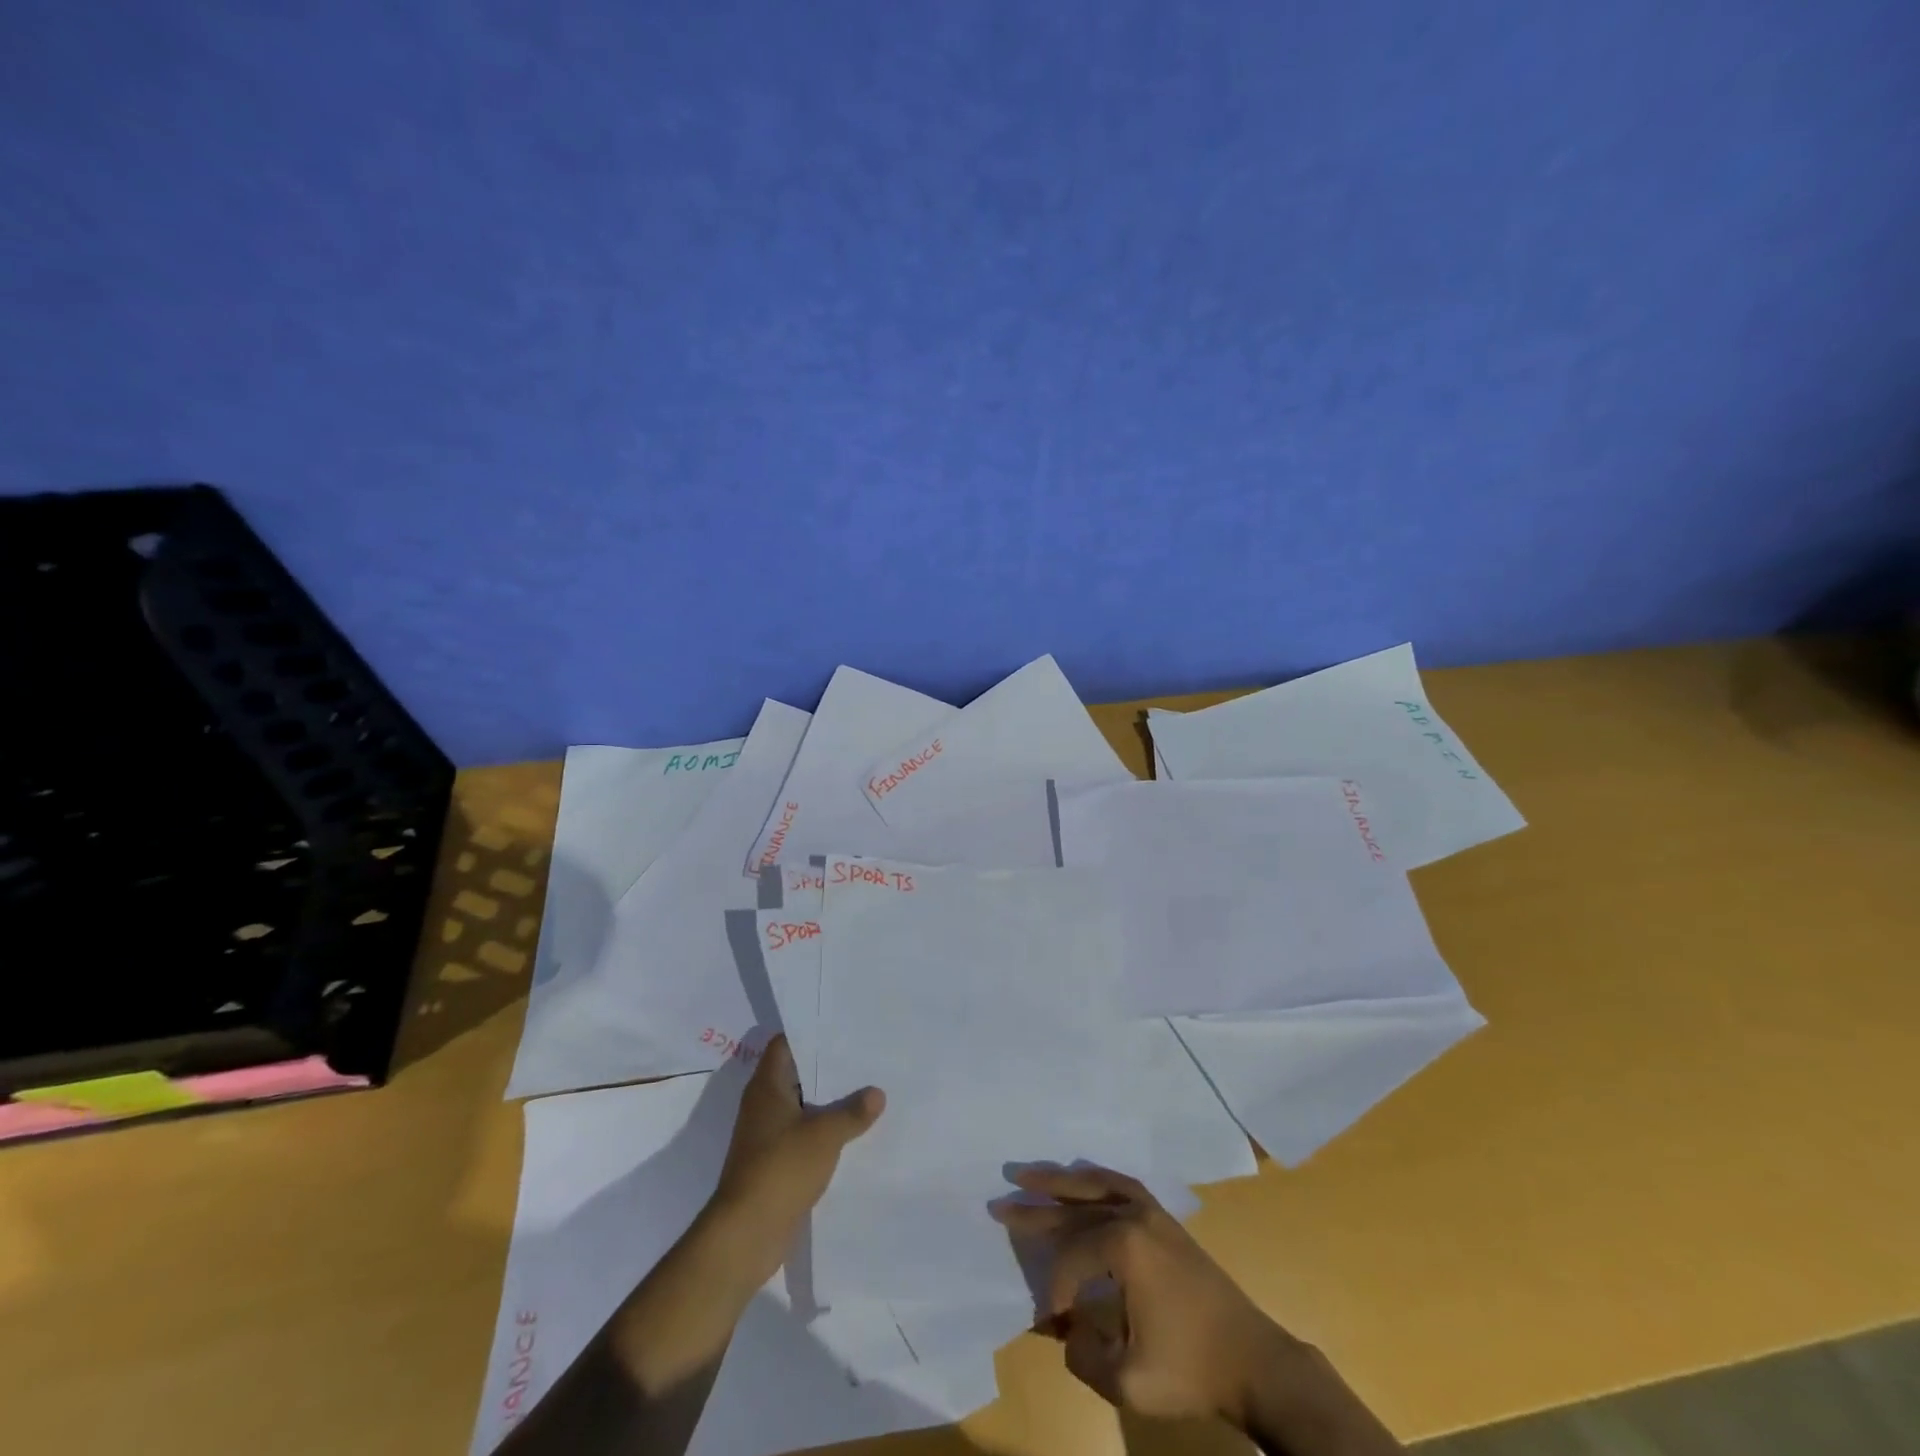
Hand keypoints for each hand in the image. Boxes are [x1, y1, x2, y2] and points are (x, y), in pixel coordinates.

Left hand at [705, 1034, 884, 1287]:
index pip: (785, 1044)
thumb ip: (852, 1111)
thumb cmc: (780, 1169)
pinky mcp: (773, 1164)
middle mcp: (763, 1105)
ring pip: (802, 1107)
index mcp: (767, 1086)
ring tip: (866, 1090)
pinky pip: (803, 1136)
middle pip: (797, 1074)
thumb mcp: (824, 1135)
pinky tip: (852, 1132)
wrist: (745, 1235)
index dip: (811, 1034)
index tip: (842, 1029)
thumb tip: (877, 1092)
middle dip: (827, 1068)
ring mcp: (766, 1136)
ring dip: (828, 1103)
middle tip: (864, 1057)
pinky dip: (823, 1132)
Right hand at [993, 1165, 1296, 1430]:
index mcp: (1124, 1246)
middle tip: (999, 1202)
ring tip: (1028, 1173)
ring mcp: (1151, 1212)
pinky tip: (1080, 1181)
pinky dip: (1094, 1179)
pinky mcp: (1164, 1219)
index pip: (1070, 1258)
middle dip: (1035, 1209)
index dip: (1055, 1289)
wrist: (1253, 1360)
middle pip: (1074, 1208)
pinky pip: (1120, 1185)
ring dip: (1060, 1181)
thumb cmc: (1190, 1369)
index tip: (1052, 1320)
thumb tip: (1067, 1329)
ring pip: (1095, 1185)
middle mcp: (1133, 1215)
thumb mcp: (1129, 1380)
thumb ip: (1085, 1354)